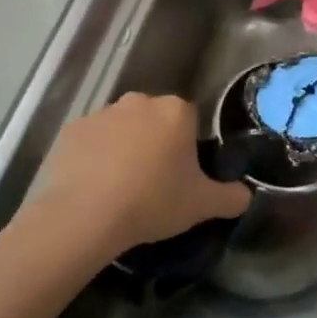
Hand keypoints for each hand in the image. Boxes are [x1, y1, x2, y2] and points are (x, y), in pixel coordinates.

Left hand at [28, 94, 249, 260]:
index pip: (189, 120)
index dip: (186, 146)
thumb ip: (231, 197)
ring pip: (120, 128)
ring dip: (123, 148)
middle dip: (155, 142)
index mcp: (175, 111)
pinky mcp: (70, 130)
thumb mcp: (202, 205)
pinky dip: (92, 157)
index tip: (181, 174)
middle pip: (154, 119)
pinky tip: (92, 187)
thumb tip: (246, 195)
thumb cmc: (152, 202)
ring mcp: (101, 113)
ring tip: (119, 188)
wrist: (84, 215)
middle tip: (153, 182)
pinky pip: (90, 141)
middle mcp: (139, 102)